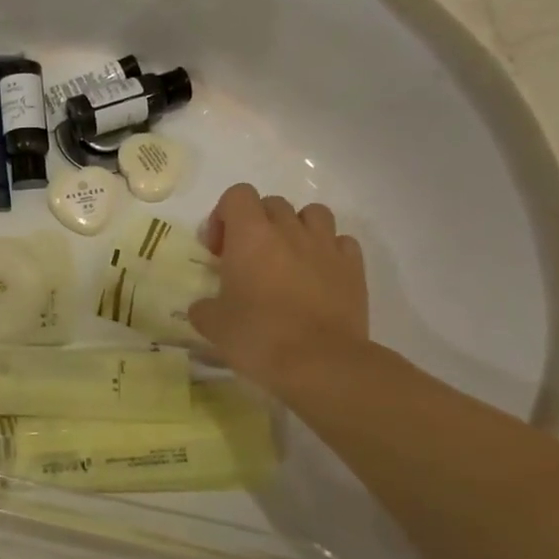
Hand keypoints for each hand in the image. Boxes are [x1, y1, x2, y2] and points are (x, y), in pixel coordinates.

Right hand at [190, 184, 368, 391]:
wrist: (320, 364)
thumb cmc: (259, 338)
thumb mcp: (214, 326)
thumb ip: (204, 308)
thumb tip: (204, 307)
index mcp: (250, 236)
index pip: (237, 195)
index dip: (223, 216)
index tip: (218, 250)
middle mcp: (289, 230)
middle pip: (272, 204)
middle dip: (257, 224)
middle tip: (248, 260)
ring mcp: (325, 246)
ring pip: (312, 214)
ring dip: (296, 228)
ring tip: (288, 259)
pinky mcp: (354, 267)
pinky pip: (341, 242)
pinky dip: (328, 251)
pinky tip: (319, 275)